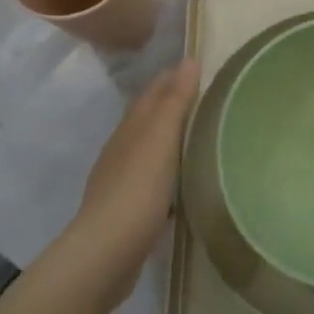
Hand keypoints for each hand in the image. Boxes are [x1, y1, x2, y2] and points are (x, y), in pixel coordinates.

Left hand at [63, 60, 200, 308]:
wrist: (106, 253)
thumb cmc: (138, 189)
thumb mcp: (161, 139)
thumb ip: (175, 100)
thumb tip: (188, 60)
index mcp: (131, 127)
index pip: (154, 91)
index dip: (173, 76)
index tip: (199, 66)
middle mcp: (122, 147)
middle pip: (148, 116)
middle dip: (172, 103)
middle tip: (206, 97)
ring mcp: (121, 179)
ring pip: (149, 147)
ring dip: (170, 138)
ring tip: (200, 135)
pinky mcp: (127, 208)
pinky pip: (152, 177)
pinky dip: (167, 169)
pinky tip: (182, 179)